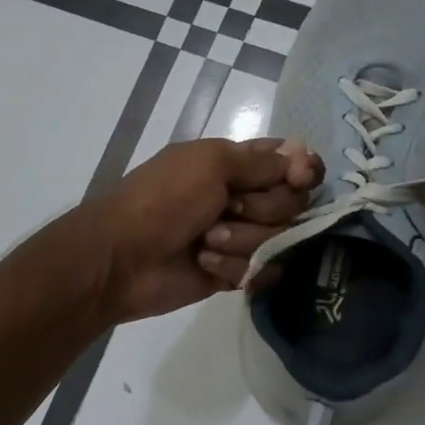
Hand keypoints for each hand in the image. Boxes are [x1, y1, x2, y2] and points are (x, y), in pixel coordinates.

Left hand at [77, 137, 323, 323]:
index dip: (303, 170)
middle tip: (228, 209)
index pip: (291, 160)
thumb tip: (301, 153)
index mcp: (235, 162)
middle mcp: (243, 196)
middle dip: (264, 209)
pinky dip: (235, 267)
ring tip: (206, 242)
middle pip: (293, 202)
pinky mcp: (235, 271)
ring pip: (281, 239)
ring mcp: (240, 236)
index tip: (299, 178)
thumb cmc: (163, 200)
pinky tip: (204, 263)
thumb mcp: (210, 164)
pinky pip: (264, 270)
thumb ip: (261, 161)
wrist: (122, 258)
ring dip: (243, 241)